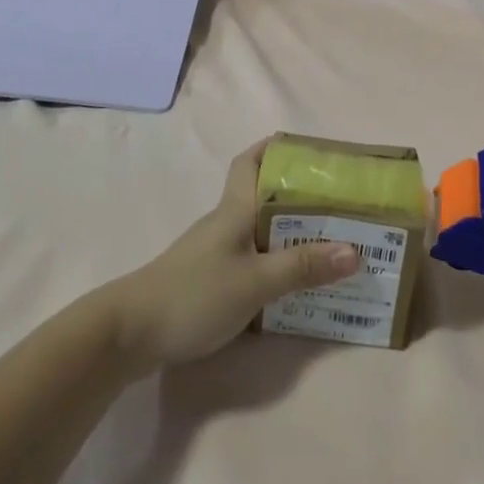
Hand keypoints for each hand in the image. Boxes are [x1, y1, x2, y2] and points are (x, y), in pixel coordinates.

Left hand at [106, 141, 359, 370]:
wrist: (128, 334)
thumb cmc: (194, 295)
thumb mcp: (255, 282)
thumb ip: (303, 266)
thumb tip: (356, 250)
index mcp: (235, 209)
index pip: (251, 160)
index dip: (278, 148)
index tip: (313, 152)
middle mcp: (226, 223)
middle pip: (265, 197)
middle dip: (302, 197)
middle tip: (342, 205)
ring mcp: (215, 252)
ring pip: (261, 231)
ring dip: (293, 234)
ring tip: (332, 246)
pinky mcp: (209, 279)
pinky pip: (253, 259)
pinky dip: (277, 264)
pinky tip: (297, 284)